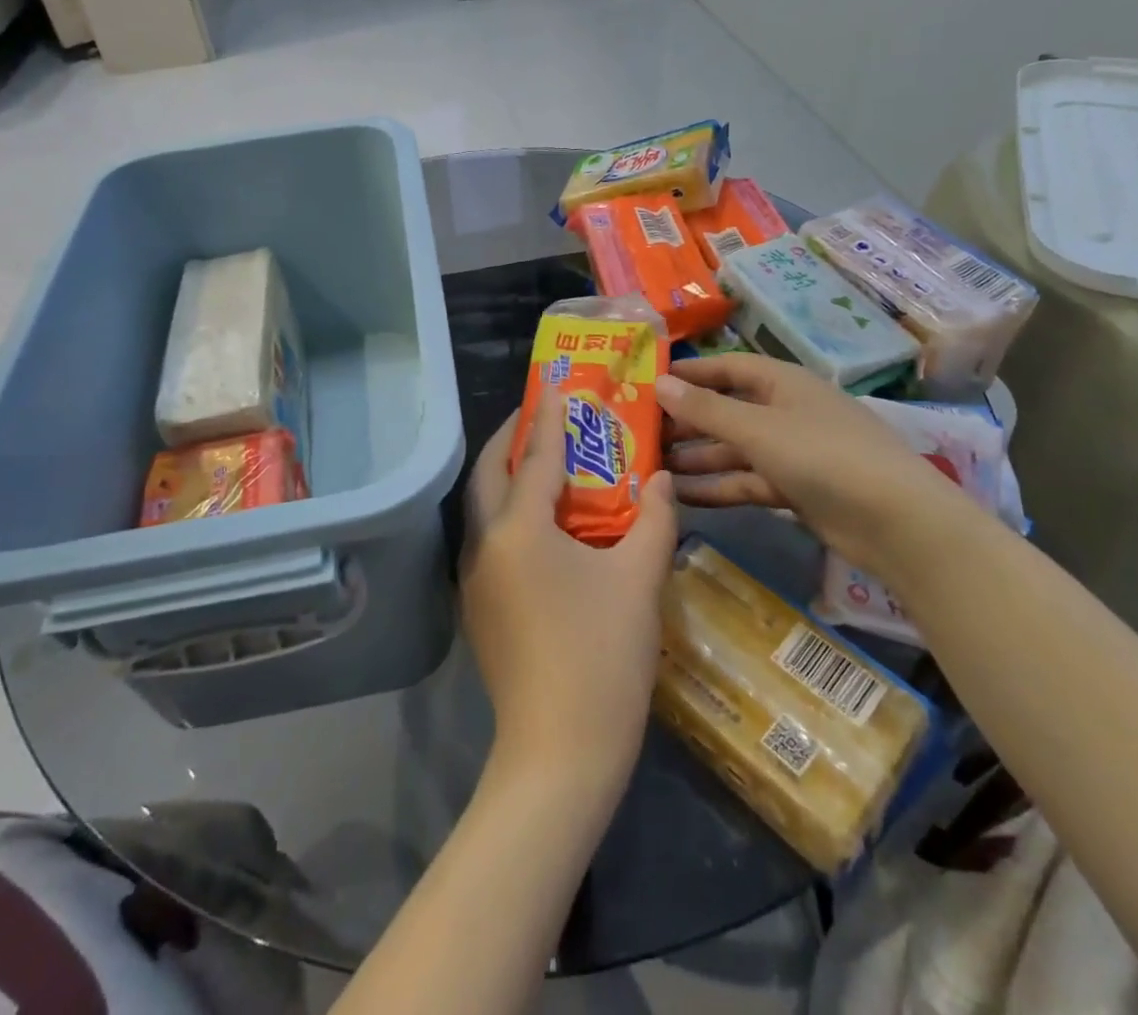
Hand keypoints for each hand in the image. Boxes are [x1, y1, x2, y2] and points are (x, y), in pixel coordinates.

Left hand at [460, 399, 678, 798]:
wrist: (559, 754)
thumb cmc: (603, 657)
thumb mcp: (639, 580)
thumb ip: (655, 519)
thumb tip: (661, 478)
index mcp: (519, 528)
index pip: (534, 455)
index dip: (549, 417)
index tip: (556, 383)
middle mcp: (485, 543)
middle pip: (490, 473)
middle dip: (512, 438)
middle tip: (542, 416)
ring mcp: (475, 578)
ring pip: (484, 506)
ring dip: (507, 476)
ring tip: (544, 462)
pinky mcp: (479, 608)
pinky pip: (490, 539)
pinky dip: (510, 513)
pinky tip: (543, 525)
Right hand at [656, 355, 980, 586]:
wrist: (897, 522)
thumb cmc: (823, 456)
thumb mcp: (757, 429)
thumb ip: (705, 409)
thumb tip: (658, 383)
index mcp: (781, 382)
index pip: (726, 368)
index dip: (689, 373)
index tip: (647, 381)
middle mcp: (785, 411)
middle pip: (726, 410)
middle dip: (686, 422)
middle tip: (640, 433)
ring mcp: (791, 452)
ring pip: (733, 449)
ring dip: (696, 458)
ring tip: (650, 468)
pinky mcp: (796, 489)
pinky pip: (747, 481)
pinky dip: (718, 487)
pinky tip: (682, 497)